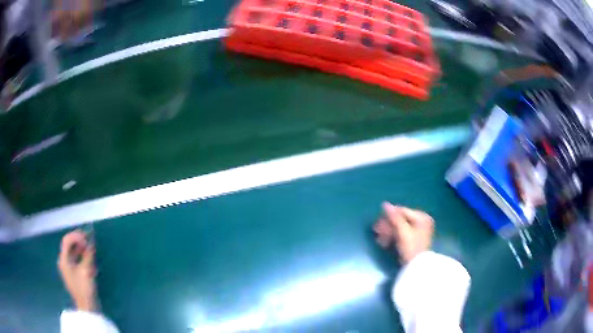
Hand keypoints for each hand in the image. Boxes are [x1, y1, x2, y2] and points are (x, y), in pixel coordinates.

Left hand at [58, 230, 97, 311]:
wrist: (87, 307)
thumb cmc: (84, 289)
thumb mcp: (86, 271)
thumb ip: (88, 255)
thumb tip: (91, 242)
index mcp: (64, 260)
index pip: (67, 241)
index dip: (76, 236)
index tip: (87, 238)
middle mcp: (64, 261)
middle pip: (69, 245)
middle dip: (79, 240)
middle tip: (89, 237)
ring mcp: (68, 268)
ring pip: (73, 252)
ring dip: (81, 247)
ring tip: (91, 246)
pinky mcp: (74, 273)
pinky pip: (76, 259)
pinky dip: (82, 256)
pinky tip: (90, 257)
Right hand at [373, 202, 433, 263]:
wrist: (417, 267)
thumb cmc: (412, 247)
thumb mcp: (403, 231)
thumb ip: (395, 217)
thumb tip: (385, 204)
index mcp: (422, 217)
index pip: (402, 211)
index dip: (389, 216)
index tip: (378, 221)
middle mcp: (421, 221)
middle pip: (400, 219)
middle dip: (387, 225)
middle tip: (376, 231)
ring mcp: (418, 231)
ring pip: (399, 227)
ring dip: (388, 232)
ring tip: (379, 239)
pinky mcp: (413, 239)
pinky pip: (401, 234)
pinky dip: (392, 237)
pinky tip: (384, 243)